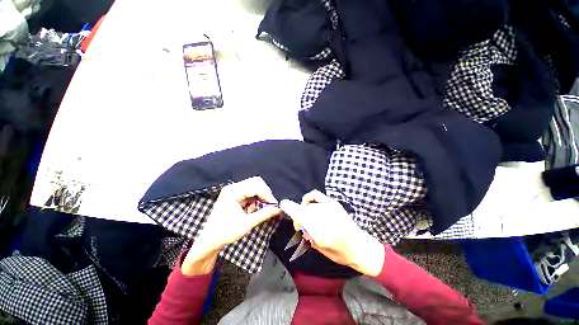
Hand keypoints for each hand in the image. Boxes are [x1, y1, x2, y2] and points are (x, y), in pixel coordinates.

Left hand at [182, 177, 281, 274]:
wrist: (210, 240)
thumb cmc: (226, 232)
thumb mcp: (247, 224)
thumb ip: (264, 214)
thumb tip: (278, 209)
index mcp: (232, 192)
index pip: (255, 186)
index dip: (267, 194)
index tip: (274, 205)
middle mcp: (233, 188)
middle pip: (255, 182)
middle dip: (264, 193)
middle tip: (269, 205)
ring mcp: (233, 190)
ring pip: (254, 186)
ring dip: (260, 196)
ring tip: (257, 210)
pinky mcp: (235, 195)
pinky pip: (250, 192)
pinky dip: (255, 199)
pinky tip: (251, 210)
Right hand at [280, 190, 384, 276]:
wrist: (359, 246)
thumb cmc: (339, 253)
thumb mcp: (319, 246)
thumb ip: (307, 233)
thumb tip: (298, 223)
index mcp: (321, 231)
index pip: (302, 215)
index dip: (291, 208)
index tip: (283, 204)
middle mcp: (325, 216)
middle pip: (303, 210)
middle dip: (297, 216)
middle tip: (299, 226)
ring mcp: (330, 207)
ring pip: (308, 206)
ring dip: (304, 211)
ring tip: (307, 219)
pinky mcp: (333, 203)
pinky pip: (316, 195)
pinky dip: (309, 197)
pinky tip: (307, 202)